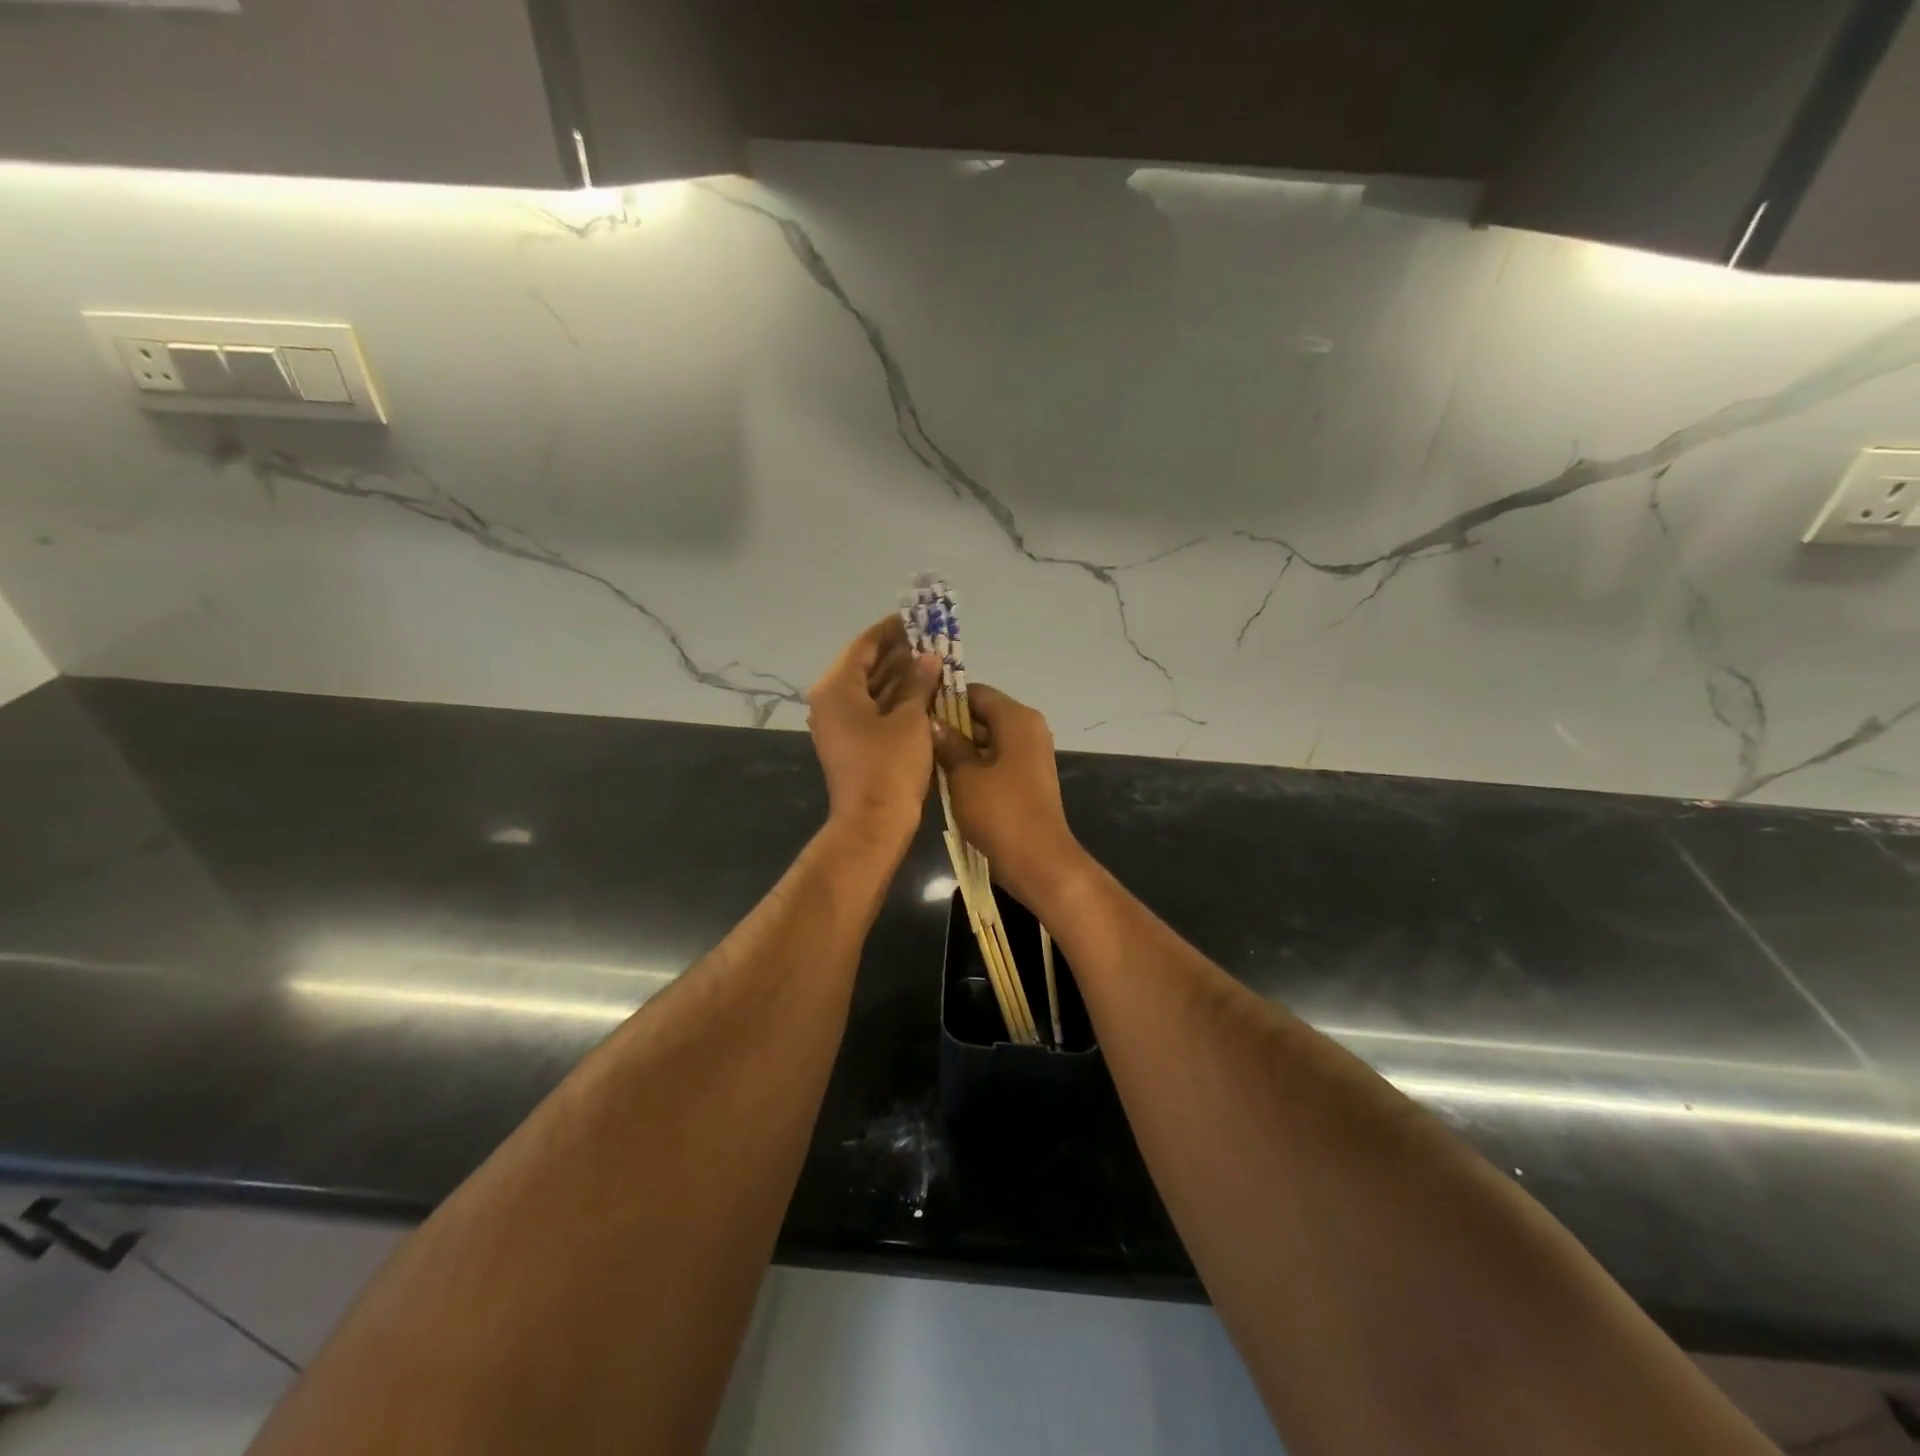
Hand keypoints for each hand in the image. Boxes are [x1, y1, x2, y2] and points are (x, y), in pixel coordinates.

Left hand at [808, 617, 940, 839]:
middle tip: (933, 640)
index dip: (893, 629)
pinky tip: (924, 690)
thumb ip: (919, 682)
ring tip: (934, 660)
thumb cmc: (890, 766)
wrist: (874, 822)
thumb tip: (929, 657)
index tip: (918, 618)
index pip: (865, 645)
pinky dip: (896, 698)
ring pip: (871, 688)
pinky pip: (874, 709)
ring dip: (900, 675)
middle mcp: (831, 700)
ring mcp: (840, 723)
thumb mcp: (910, 719)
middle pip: (866, 665)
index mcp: (837, 687)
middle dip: (900, 652)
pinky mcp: (852, 741)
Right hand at [931, 684, 1089, 908]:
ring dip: (959, 749)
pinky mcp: (1026, 779)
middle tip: (915, 739)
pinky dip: (973, 766)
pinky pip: (995, 761)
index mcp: (1017, 719)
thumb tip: (932, 721)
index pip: (976, 692)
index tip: (916, 711)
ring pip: (987, 740)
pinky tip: (946, 780)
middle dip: (950, 726)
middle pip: (982, 715)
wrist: (1037, 860)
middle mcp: (1028, 729)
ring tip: (925, 760)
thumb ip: (948, 743)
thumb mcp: (964, 775)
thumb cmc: (999, 812)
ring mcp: (1030, 755)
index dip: (945, 699)